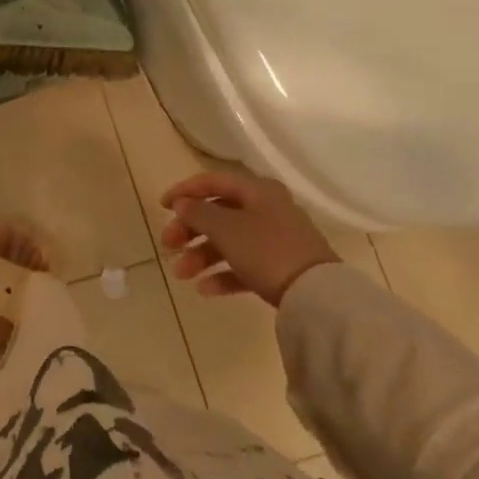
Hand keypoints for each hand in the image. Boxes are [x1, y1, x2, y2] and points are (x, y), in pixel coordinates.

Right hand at [160, 169, 338, 305]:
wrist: (316, 296)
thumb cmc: (266, 250)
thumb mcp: (225, 228)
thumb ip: (198, 212)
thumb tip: (183, 203)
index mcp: (257, 191)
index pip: (213, 181)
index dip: (184, 190)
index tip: (161, 206)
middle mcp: (266, 209)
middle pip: (218, 213)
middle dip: (189, 230)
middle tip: (168, 245)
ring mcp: (275, 240)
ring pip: (228, 242)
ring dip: (200, 255)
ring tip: (181, 274)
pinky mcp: (279, 268)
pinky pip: (243, 265)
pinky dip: (222, 274)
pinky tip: (204, 289)